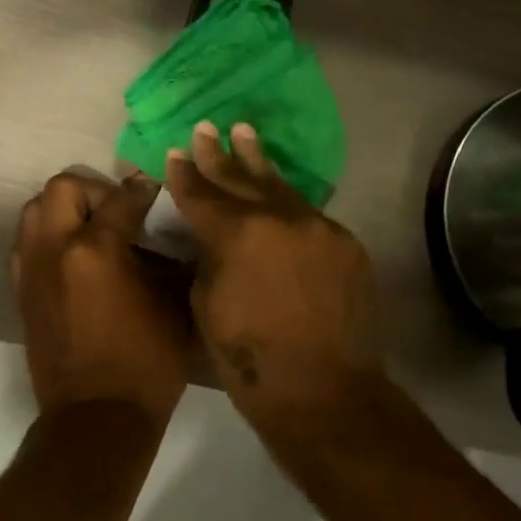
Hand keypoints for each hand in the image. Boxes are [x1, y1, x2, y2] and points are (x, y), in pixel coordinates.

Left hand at [12, 171, 194, 422]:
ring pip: (35, 209)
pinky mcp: (21, 289)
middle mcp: (55, 248)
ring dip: (63, 209)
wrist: (96, 417)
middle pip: (62, 187)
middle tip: (115, 212)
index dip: (141, 190)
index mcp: (96, 249)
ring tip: (90, 230)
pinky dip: (46, 235)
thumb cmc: (146, 364)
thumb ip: (169, 263)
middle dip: (93, 190)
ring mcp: (31, 268)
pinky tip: (71, 258)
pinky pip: (25, 241)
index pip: (120, 199)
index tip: (151, 190)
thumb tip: (168, 240)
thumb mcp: (173, 307)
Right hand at [166, 122, 382, 416]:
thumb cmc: (249, 357)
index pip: (202, 193)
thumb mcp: (206, 302)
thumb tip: (211, 236)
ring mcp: (319, 228)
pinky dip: (288, 203)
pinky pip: (309, 215)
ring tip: (245, 133)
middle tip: (205, 128)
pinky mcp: (346, 244)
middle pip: (241, 180)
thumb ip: (208, 256)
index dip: (184, 174)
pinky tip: (278, 191)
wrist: (324, 391)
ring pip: (281, 188)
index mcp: (238, 233)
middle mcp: (281, 218)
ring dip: (259, 163)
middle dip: (219, 155)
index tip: (174, 153)